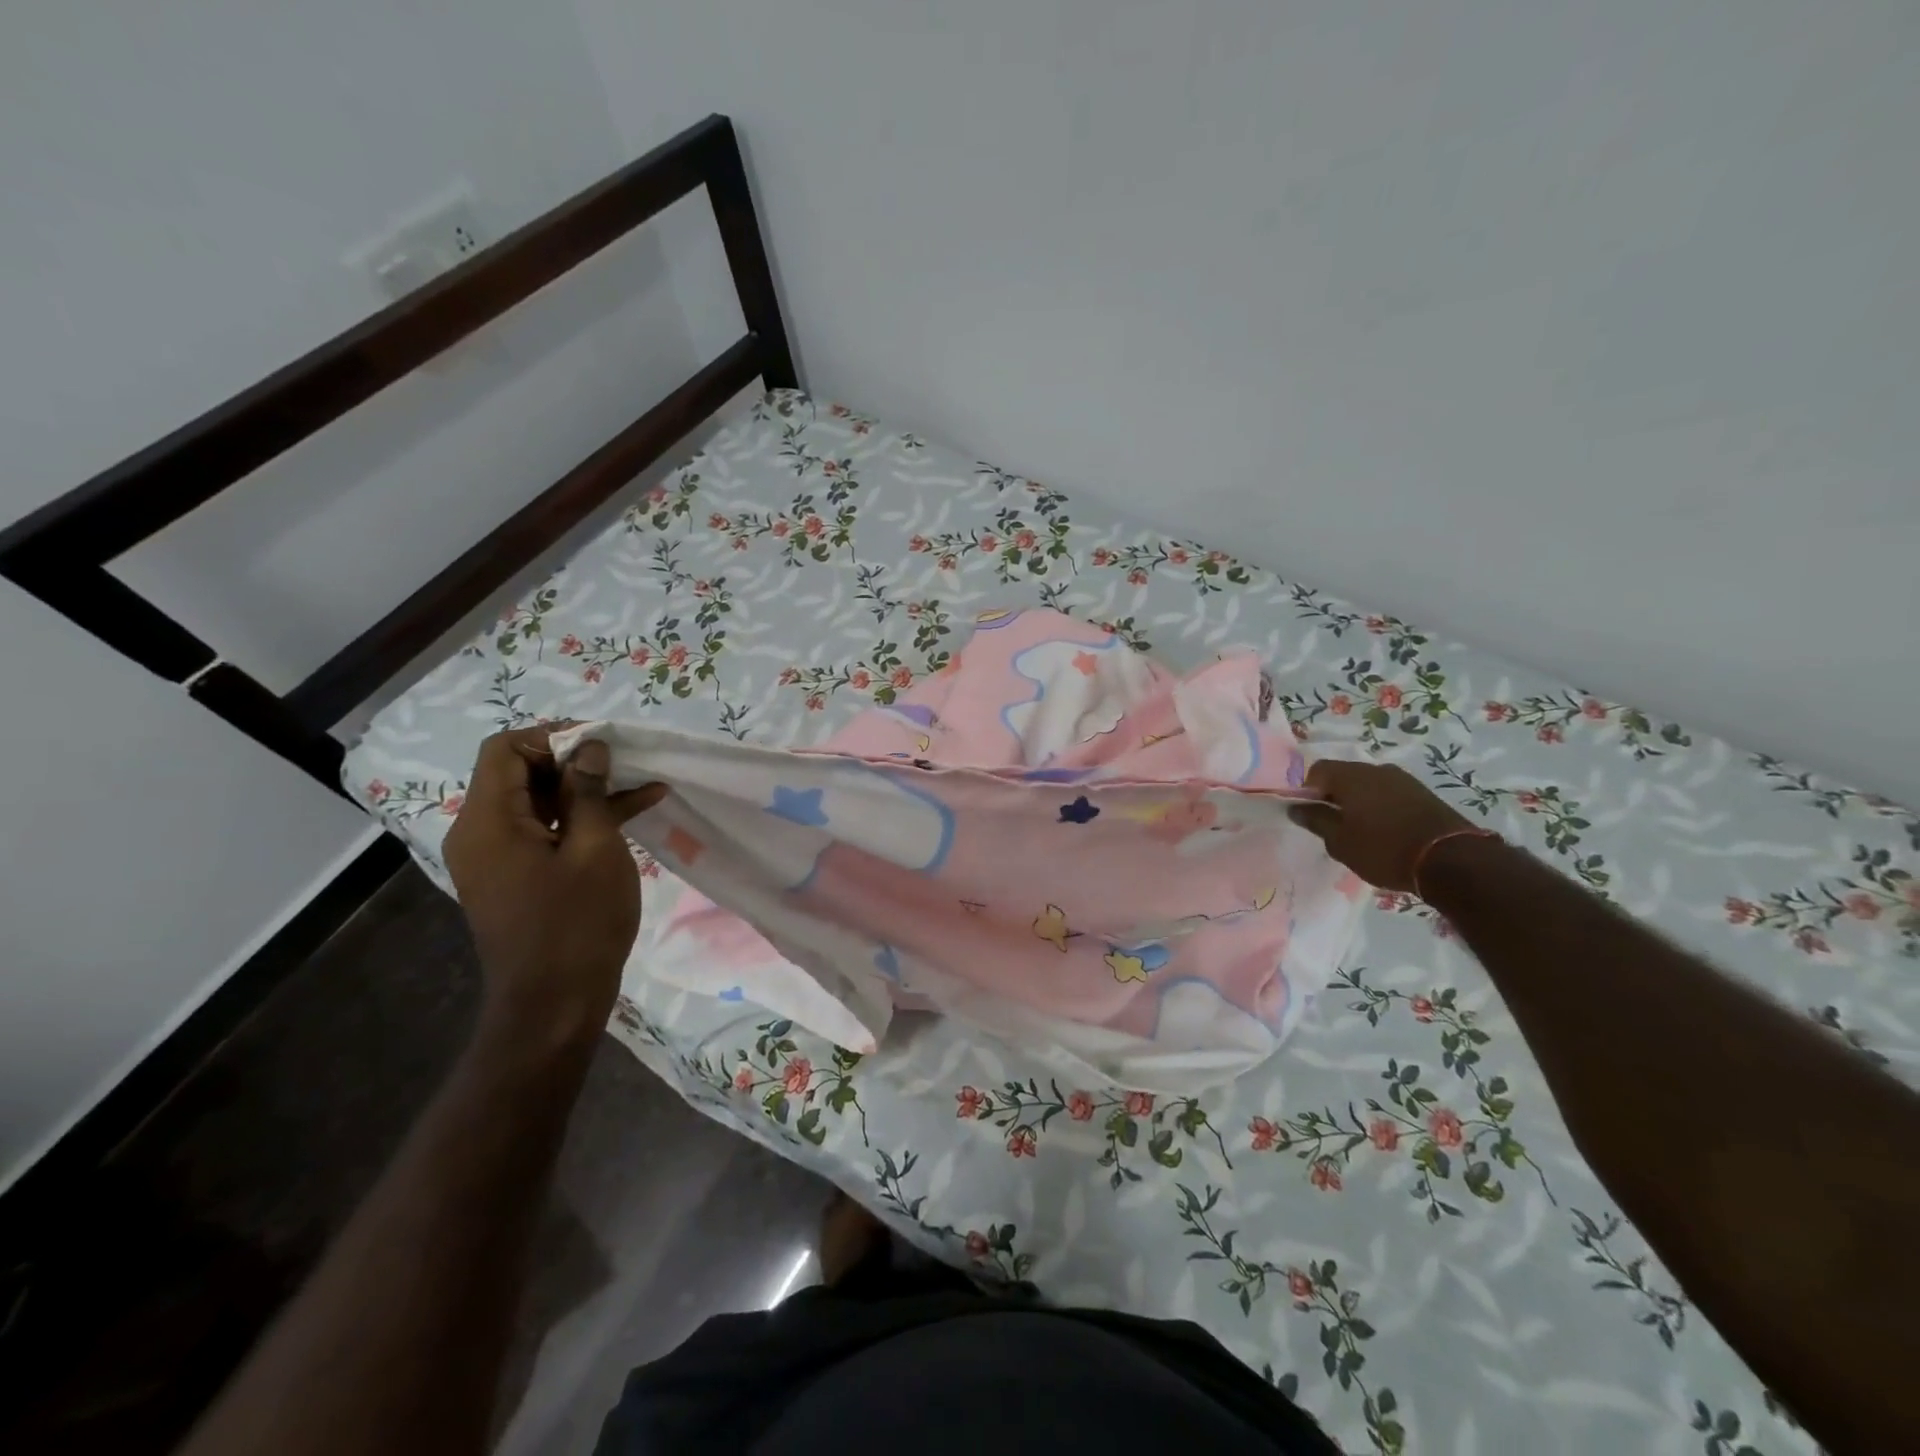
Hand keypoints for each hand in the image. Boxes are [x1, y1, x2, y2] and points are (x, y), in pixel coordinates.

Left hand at [442, 727, 664, 1044]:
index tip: (603, 745)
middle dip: (575, 761)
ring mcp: (496, 857)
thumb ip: (589, 792)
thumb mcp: (595, 849)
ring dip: (586, 790)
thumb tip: (589, 748)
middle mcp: (480, 832)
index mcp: (488, 821)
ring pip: (537, 801)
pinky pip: (544, 831)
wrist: (554, 1005)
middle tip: (627, 763)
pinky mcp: (515, 876)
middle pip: (519, 772)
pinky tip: (634, 810)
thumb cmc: (577, 924)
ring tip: (642, 784)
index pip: (506, 749)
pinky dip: (581, 820)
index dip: (554, 736)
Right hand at [1289, 759, 1474, 892]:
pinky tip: (1386, 832)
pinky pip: (1390, 795)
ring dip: (1359, 803)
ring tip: (1361, 831)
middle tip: (1333, 825)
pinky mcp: (1424, 794)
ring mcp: (1404, 780)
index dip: (1307, 790)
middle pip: (1344, 775)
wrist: (1453, 861)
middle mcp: (1376, 769)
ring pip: (1369, 785)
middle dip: (1334, 796)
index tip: (1311, 814)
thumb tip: (1296, 807)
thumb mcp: (1340, 841)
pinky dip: (1381, 808)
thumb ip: (1316, 820)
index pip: (1317, 770)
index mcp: (1351, 776)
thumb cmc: (1384, 849)